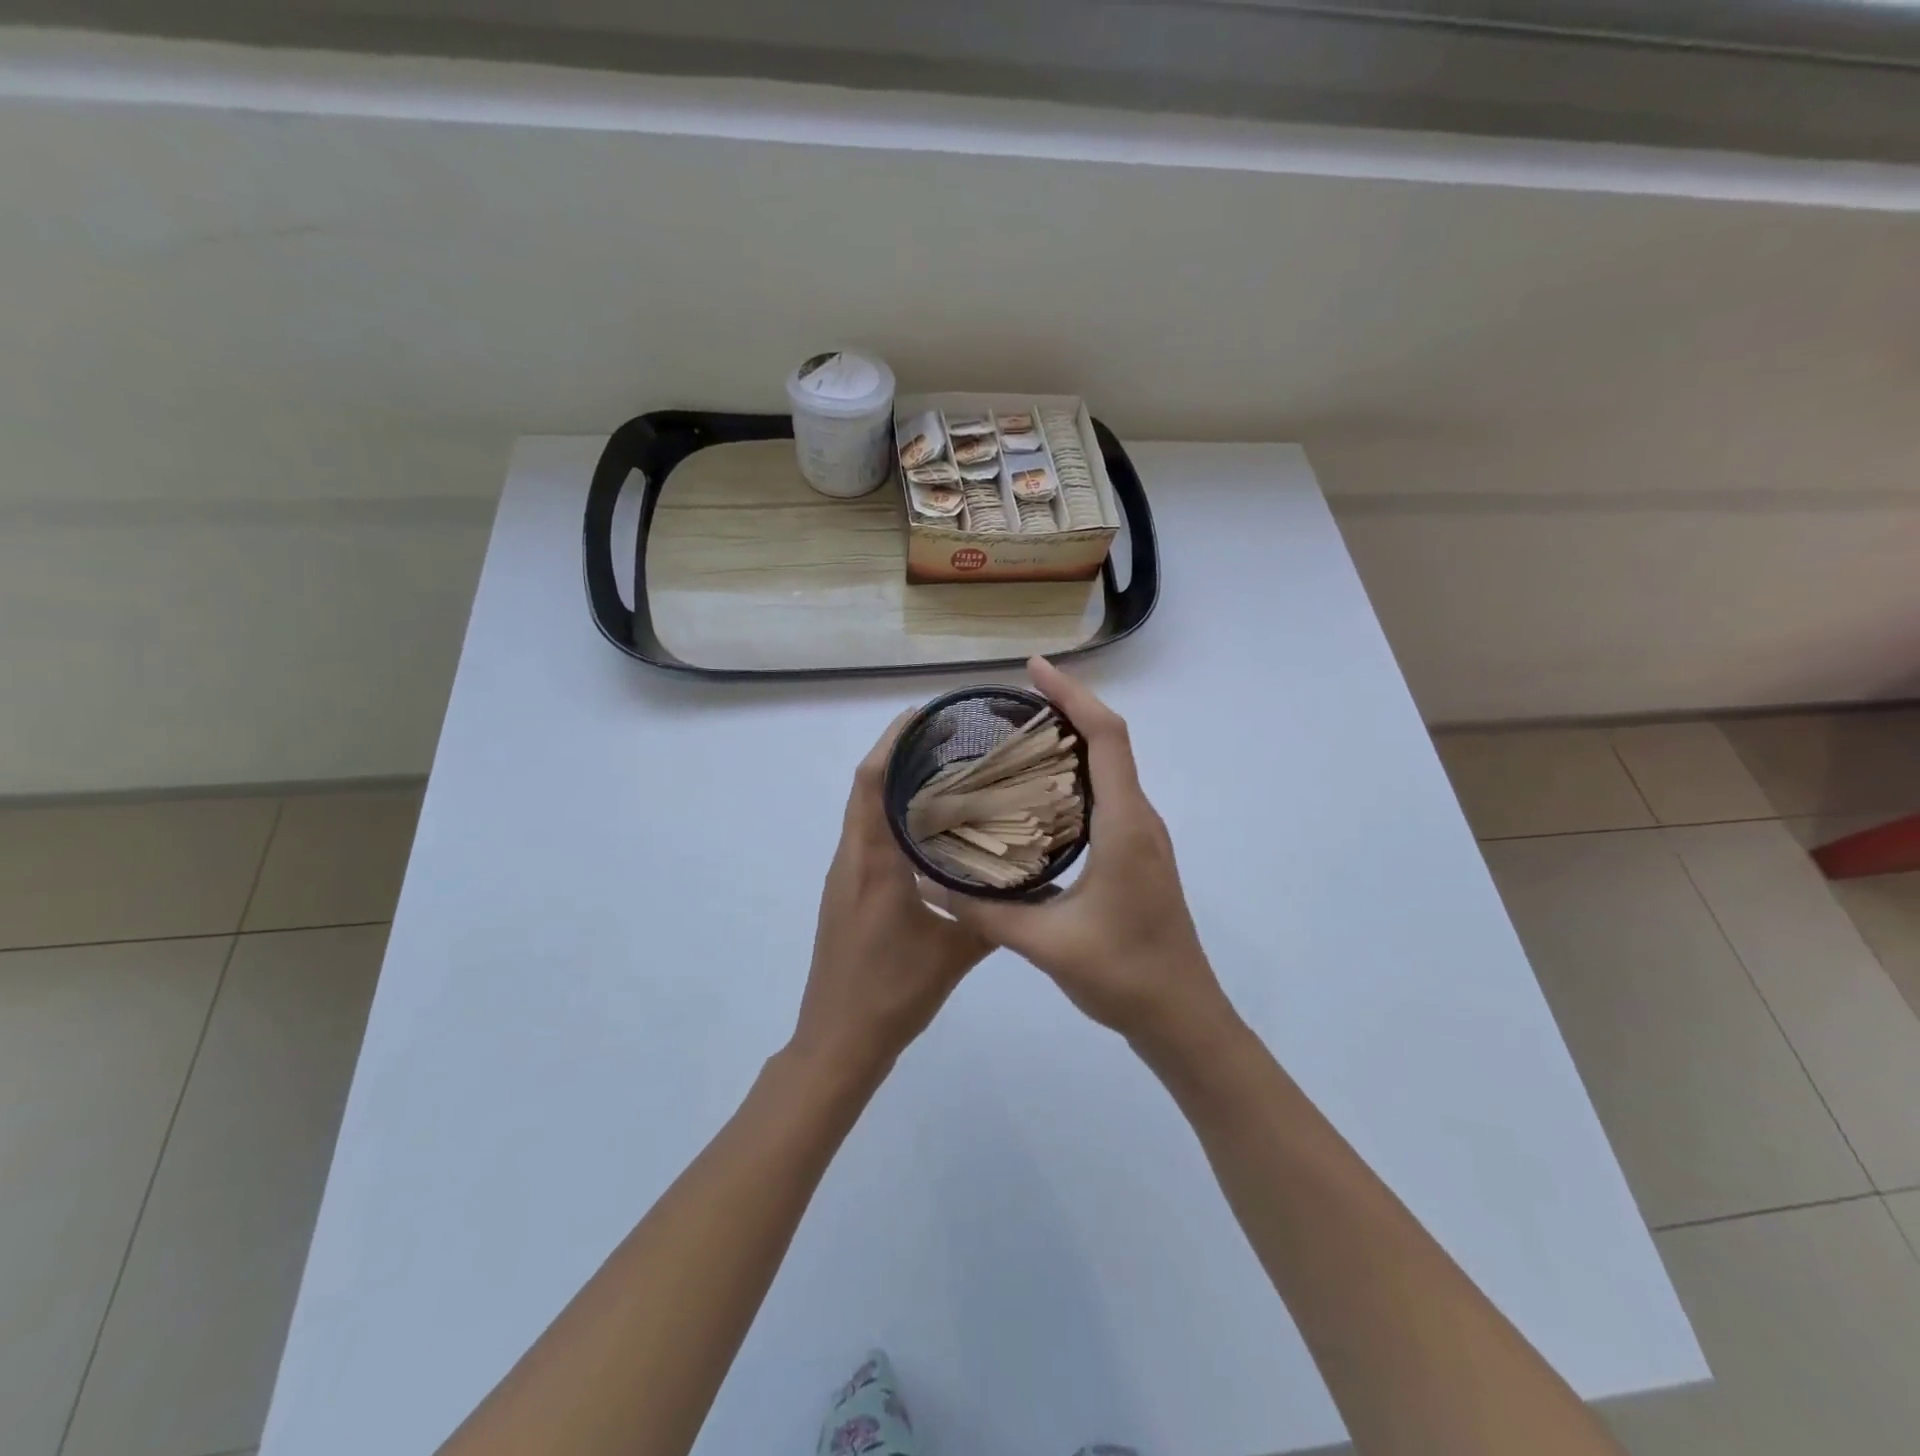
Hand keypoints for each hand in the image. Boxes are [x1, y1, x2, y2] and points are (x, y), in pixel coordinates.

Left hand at [791, 712, 994, 1082]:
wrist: (838, 1040)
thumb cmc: (891, 993)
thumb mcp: (954, 954)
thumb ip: (995, 917)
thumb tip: (1037, 887)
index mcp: (872, 862)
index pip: (872, 783)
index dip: (894, 742)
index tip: (926, 716)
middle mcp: (851, 858)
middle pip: (866, 787)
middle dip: (899, 754)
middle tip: (947, 738)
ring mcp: (844, 876)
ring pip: (865, 812)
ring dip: (894, 784)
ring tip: (943, 771)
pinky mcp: (846, 892)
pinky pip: (867, 837)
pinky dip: (892, 816)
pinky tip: (928, 828)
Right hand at [934, 658, 1236, 1052]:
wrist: (1181, 1017)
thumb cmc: (1124, 975)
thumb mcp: (1045, 944)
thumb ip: (982, 912)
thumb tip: (928, 881)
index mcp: (1124, 826)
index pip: (1107, 737)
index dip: (1072, 696)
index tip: (1033, 670)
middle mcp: (1139, 819)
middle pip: (1110, 742)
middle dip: (1067, 709)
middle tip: (1012, 702)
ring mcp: (1142, 837)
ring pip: (1111, 768)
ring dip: (1074, 741)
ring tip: (1020, 737)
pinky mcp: (1138, 855)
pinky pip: (1108, 795)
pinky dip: (1076, 776)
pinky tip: (1038, 795)